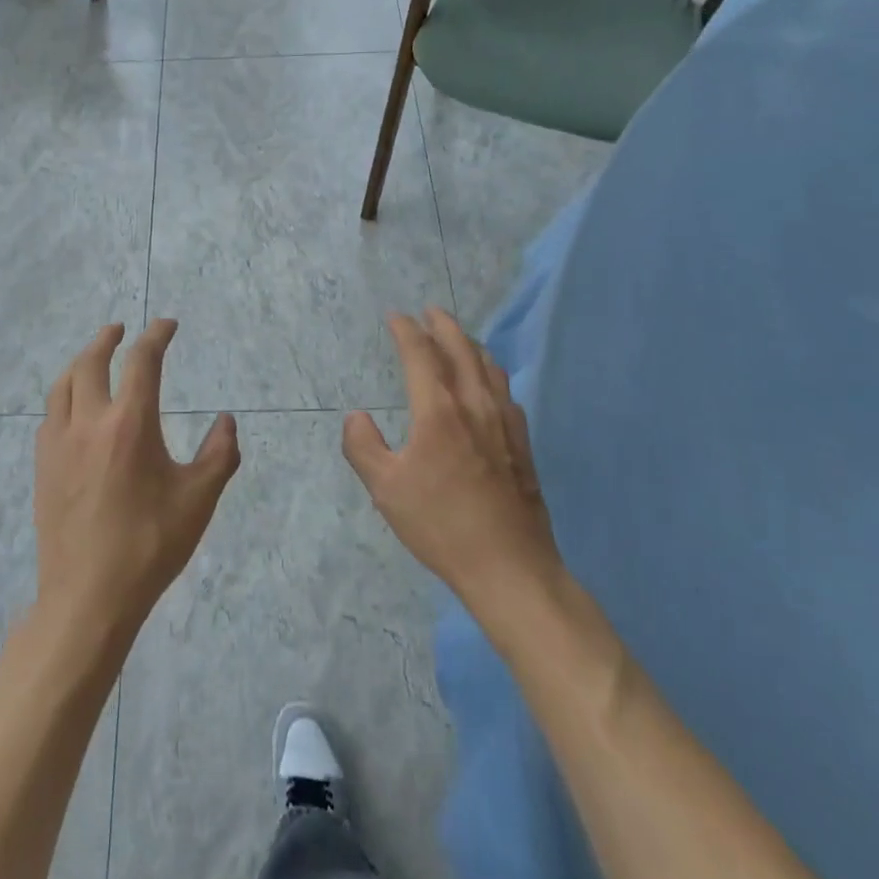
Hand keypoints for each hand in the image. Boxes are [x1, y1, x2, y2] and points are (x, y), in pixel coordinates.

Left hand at [34, 319, 238, 639]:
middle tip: (120, 329)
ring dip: (80, 363)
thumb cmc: (150, 545)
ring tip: (92, 358)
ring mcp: (58, 443)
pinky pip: (50, 414)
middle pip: (90, 362)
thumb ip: (219, 454)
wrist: (88, 596)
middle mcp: (89, 422)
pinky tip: (72, 408)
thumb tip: (226, 420)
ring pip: (63, 385)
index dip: (156, 335)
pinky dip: (64, 395)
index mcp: (130, 423)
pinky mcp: (42, 466)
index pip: (142, 361)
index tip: (167, 324)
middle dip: (107, 339)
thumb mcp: (199, 499)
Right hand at [343, 309, 562, 617]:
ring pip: (489, 367)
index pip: (421, 354)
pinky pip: (506, 392)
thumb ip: (363, 447)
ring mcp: (504, 423)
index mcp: (438, 410)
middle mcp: (474, 405)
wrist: (509, 566)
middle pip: (461, 350)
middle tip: (430, 311)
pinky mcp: (522, 444)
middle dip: (444, 325)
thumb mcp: (385, 489)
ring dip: (470, 344)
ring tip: (459, 338)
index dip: (406, 330)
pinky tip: (489, 385)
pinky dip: (492, 374)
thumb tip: (357, 416)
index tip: (396, 316)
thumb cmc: (440, 524)